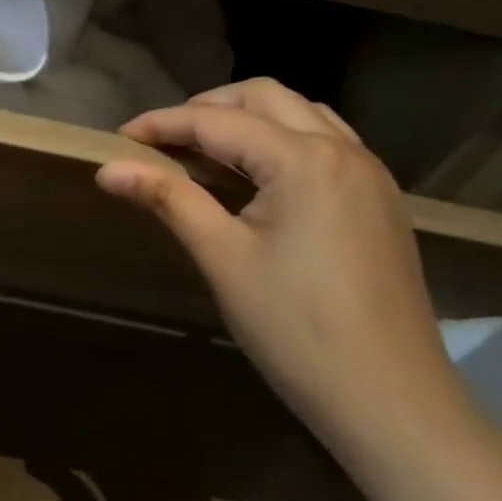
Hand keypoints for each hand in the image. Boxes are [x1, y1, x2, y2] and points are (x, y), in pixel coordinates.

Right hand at [96, 79, 474, 463]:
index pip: (218, 121)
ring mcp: (370, 174)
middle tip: (163, 140)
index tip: (120, 137)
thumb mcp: (223, 259)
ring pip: (301, 112)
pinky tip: (258, 174)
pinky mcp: (380, 200)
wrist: (393, 404)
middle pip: (265, 96)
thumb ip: (168, 199)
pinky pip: (326, 140)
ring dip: (248, 116)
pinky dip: (283, 137)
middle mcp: (343, 150)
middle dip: (207, 107)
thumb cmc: (298, 330)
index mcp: (304, 160)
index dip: (164, 124)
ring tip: (205, 150)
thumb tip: (108, 168)